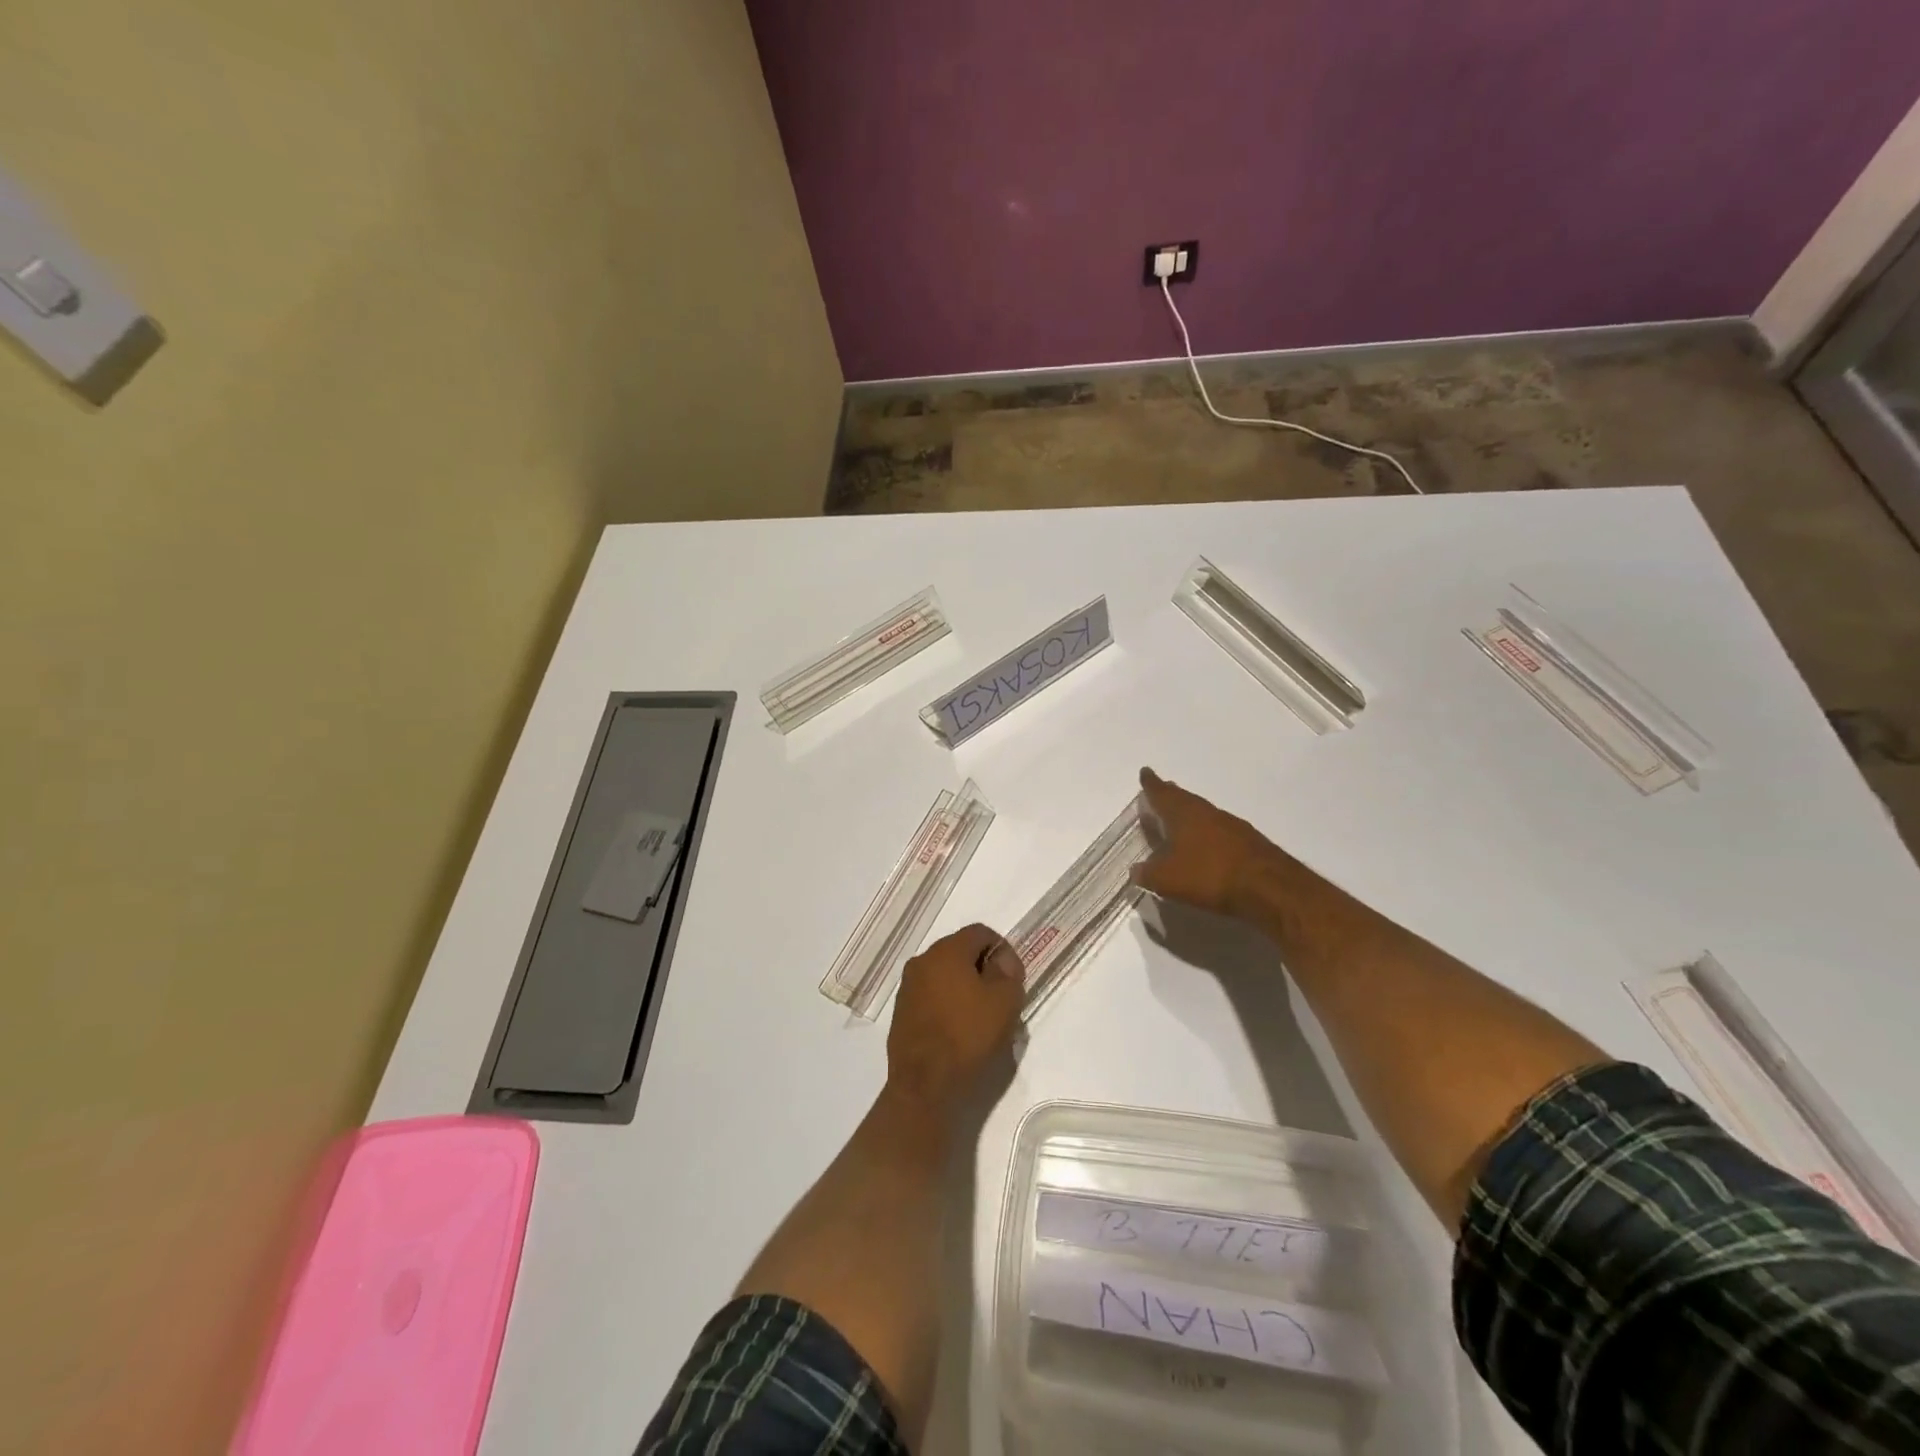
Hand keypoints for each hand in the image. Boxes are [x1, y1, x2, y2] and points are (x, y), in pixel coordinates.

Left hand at [884, 923, 1024, 1117]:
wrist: (924, 1084)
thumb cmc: (968, 1036)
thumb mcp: (1005, 1001)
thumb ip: (1008, 972)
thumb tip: (1001, 961)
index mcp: (947, 950)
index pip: (981, 932)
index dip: (1002, 949)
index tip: (1013, 977)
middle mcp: (923, 960)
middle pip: (960, 951)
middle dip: (983, 968)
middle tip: (1000, 997)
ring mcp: (908, 986)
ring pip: (945, 974)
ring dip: (964, 987)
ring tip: (981, 1017)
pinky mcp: (901, 1011)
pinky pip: (931, 995)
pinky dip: (947, 1004)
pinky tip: (958, 1030)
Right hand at [1132, 767, 1282, 919]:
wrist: (1269, 887)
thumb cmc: (1209, 875)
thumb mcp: (1167, 880)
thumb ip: (1147, 873)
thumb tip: (1135, 870)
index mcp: (1184, 814)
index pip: (1163, 793)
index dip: (1152, 784)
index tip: (1146, 772)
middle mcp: (1208, 813)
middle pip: (1185, 800)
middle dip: (1172, 796)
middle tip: (1163, 791)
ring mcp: (1232, 826)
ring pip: (1205, 814)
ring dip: (1192, 815)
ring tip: (1181, 819)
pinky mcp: (1250, 843)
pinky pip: (1221, 831)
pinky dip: (1209, 833)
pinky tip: (1208, 845)